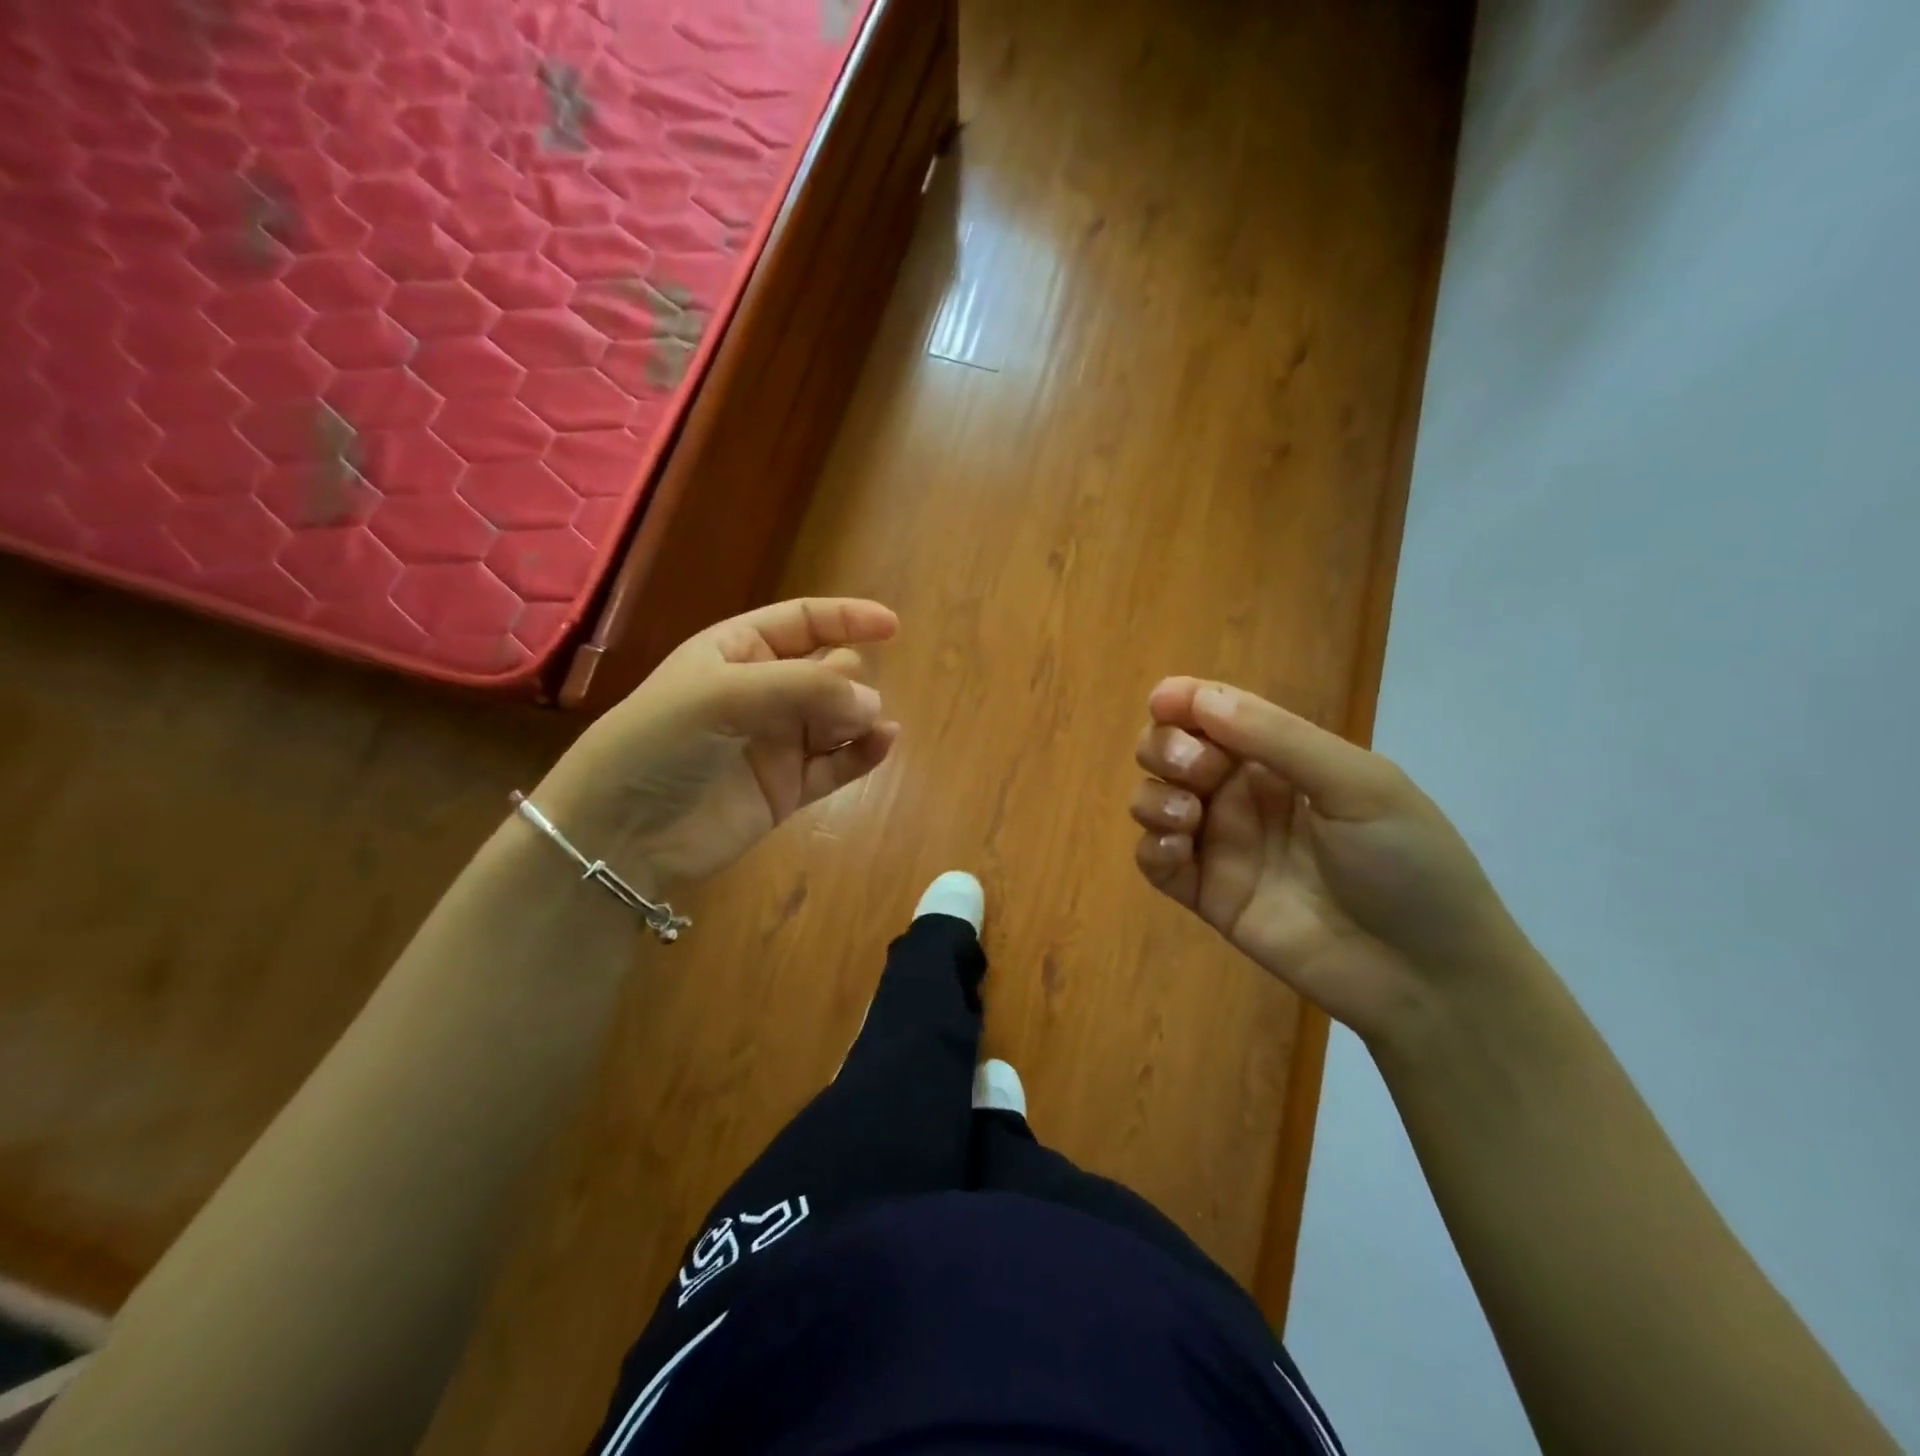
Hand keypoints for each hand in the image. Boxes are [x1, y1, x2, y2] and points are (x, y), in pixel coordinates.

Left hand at [534, 599, 899, 891]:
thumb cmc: (661, 743)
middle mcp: (762, 692)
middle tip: (840, 703)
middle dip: (847, 679)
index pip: (802, 622)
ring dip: (860, 715)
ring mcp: (778, 742)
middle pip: (829, 670)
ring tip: (863, 727)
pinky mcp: (789, 788)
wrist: (622, 833)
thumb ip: (803, 688)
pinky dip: (864, 753)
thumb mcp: (723, 694)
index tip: (891, 626)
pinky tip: (882, 743)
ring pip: (840, 717)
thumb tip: (872, 701)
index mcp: (737, 652)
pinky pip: (839, 763)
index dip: (847, 619)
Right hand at [1131, 677, 1529, 1043]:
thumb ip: (1278, 739)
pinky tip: (1176, 851)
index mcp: (1283, 760)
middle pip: (1173, 751)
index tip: (1162, 702)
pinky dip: (1151, 848)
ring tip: (1188, 818)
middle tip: (1198, 772)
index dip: (1184, 701)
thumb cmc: (1408, 866)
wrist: (1427, 977)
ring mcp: (1223, 846)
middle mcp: (1244, 795)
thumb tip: (1200, 697)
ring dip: (1155, 797)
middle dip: (1167, 748)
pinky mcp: (1208, 895)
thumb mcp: (1358, 786)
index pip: (1218, 714)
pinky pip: (1155, 862)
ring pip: (1154, 800)